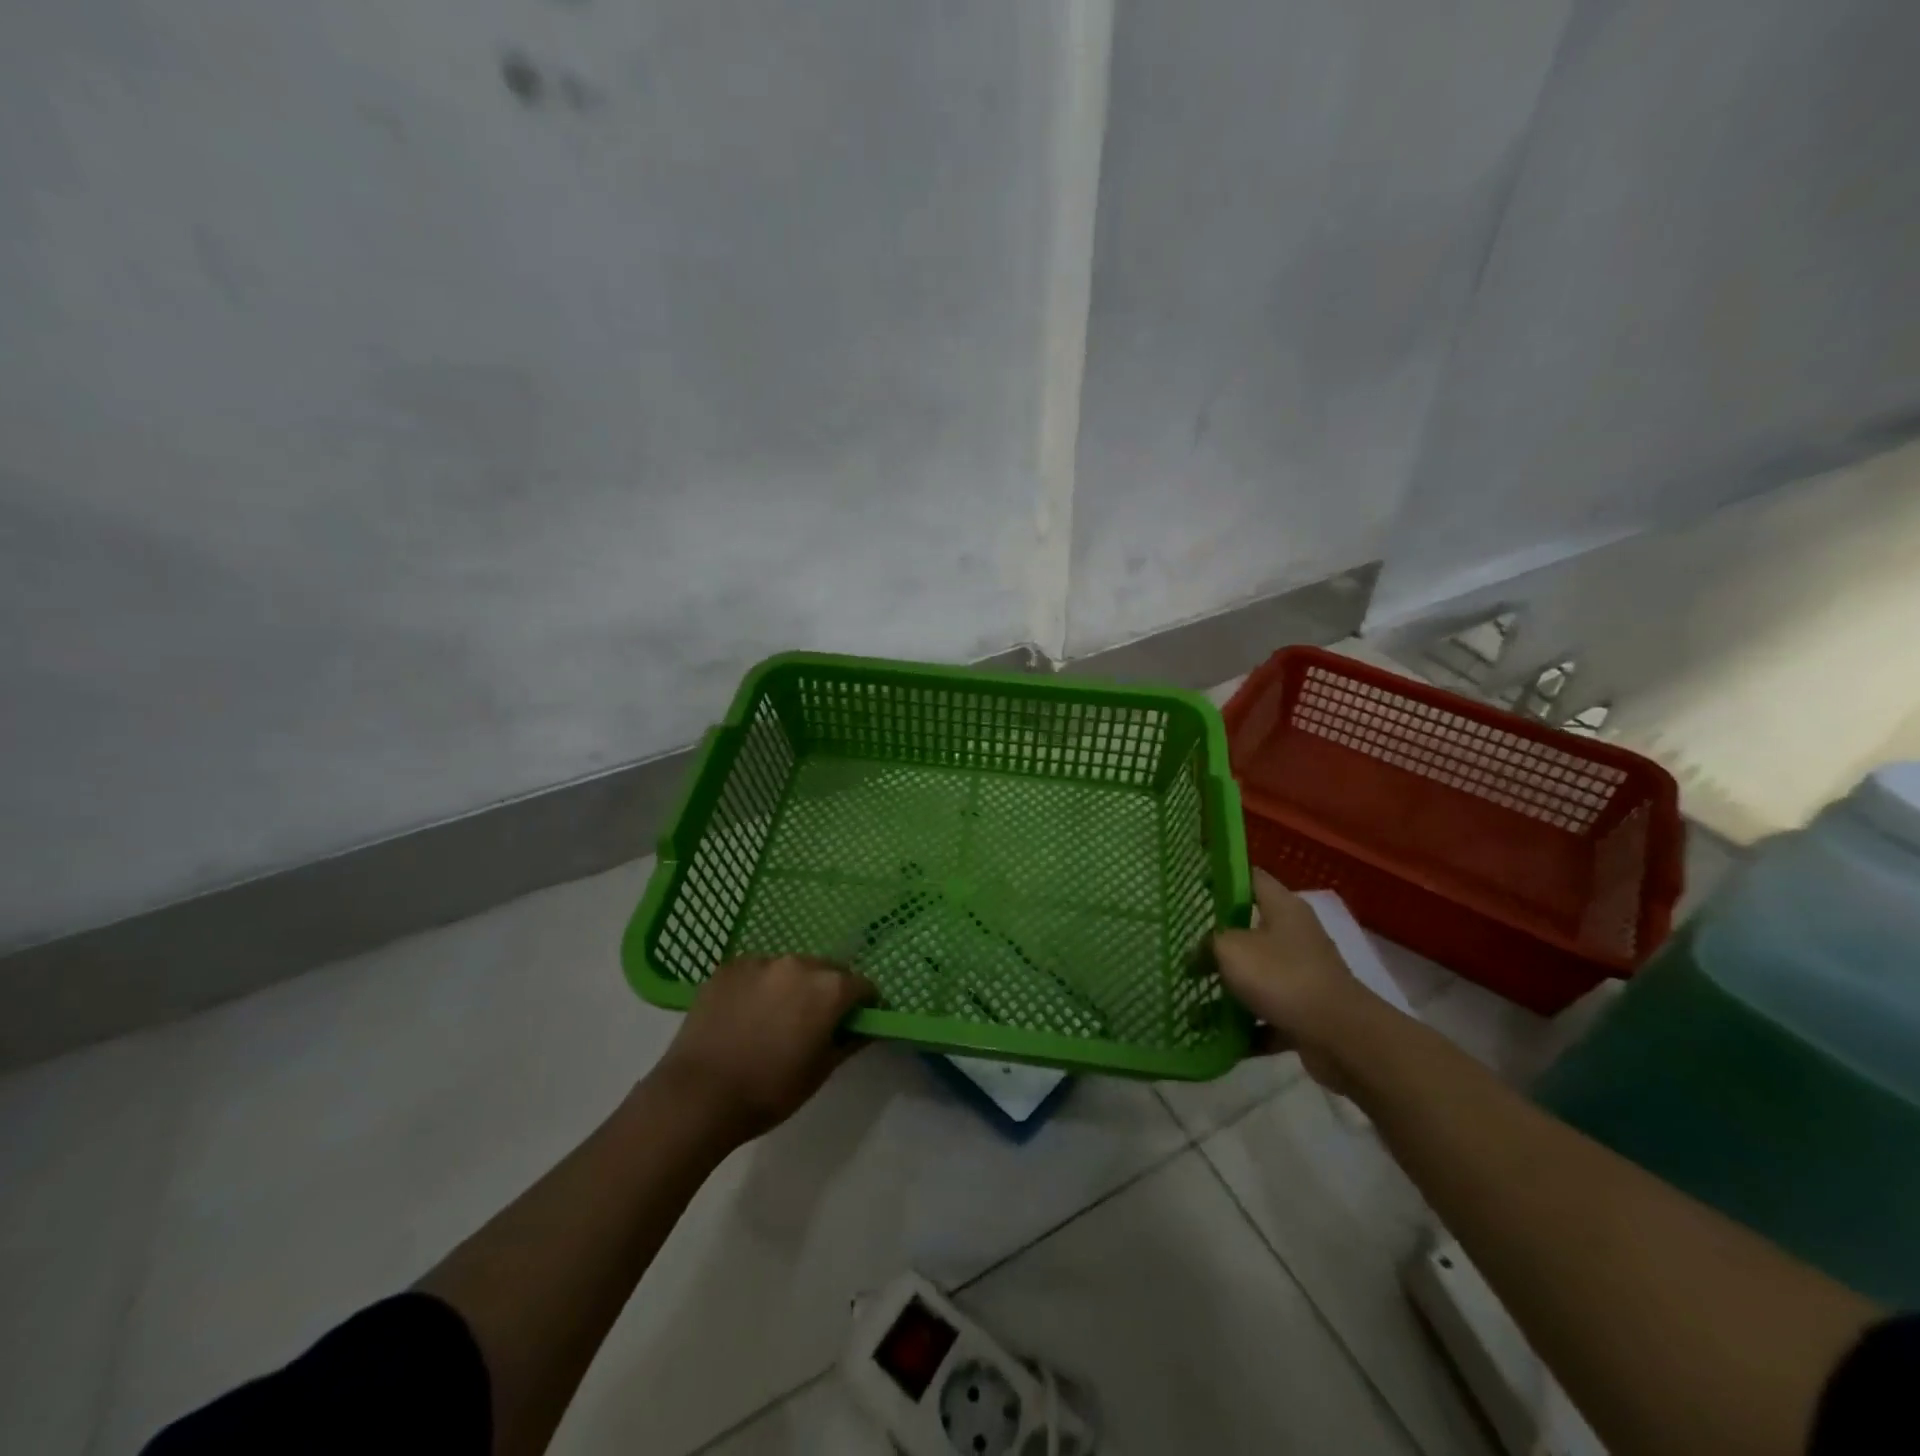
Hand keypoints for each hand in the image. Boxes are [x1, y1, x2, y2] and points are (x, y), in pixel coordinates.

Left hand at [650, 955, 877, 1143]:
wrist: (698, 1095)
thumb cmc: (769, 1090)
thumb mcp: (820, 1072)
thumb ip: (850, 1042)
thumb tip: (868, 1027)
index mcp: (829, 988)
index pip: (862, 985)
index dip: (863, 1004)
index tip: (855, 1022)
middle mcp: (799, 963)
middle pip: (826, 970)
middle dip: (827, 991)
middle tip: (814, 1022)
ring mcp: (760, 961)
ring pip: (789, 969)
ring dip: (792, 986)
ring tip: (775, 1018)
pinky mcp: (728, 967)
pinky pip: (756, 971)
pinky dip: (759, 986)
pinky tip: (746, 1014)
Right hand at [1212, 870, 1374, 1090]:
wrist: (1341, 1038)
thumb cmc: (1282, 977)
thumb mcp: (1231, 949)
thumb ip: (1209, 944)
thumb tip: (1199, 953)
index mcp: (1284, 908)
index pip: (1252, 877)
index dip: (1224, 876)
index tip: (1196, 883)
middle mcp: (1296, 936)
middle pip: (1251, 928)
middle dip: (1219, 938)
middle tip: (1185, 942)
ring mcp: (1303, 975)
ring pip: (1257, 974)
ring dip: (1229, 986)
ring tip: (1192, 993)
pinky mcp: (1306, 1012)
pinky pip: (1266, 1014)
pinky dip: (1245, 1025)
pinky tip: (1216, 1035)